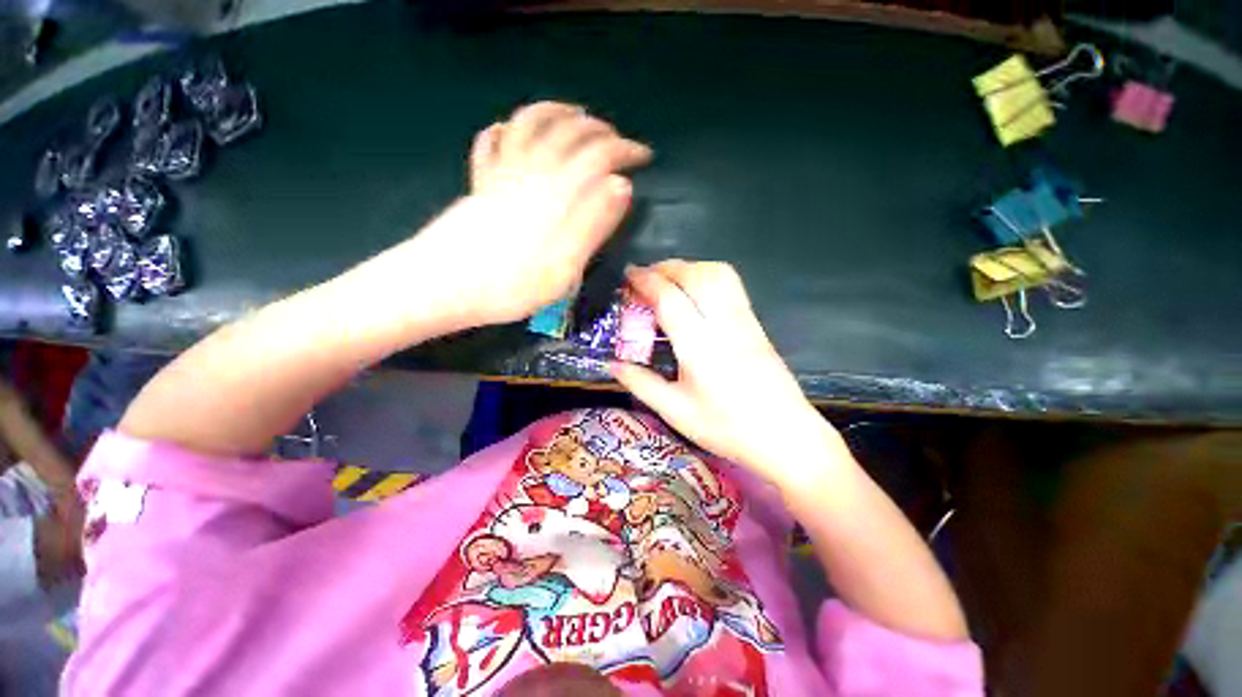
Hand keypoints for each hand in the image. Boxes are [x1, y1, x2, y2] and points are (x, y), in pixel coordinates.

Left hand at [412, 102, 651, 326]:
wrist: (442, 286)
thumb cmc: (510, 286)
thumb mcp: (565, 266)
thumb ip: (592, 224)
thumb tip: (621, 186)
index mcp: (556, 192)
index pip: (598, 155)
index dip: (625, 150)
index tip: (644, 156)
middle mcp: (530, 171)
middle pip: (567, 132)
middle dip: (599, 130)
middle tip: (618, 141)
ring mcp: (500, 173)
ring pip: (530, 123)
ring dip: (557, 112)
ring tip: (577, 115)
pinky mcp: (479, 183)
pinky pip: (491, 141)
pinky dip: (507, 127)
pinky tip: (514, 128)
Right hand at [611, 261, 849, 489]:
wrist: (787, 437)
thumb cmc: (728, 428)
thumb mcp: (676, 411)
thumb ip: (642, 384)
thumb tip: (613, 365)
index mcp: (699, 345)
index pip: (669, 297)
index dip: (645, 281)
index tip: (628, 275)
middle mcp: (723, 323)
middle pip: (694, 275)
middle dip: (665, 268)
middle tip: (644, 277)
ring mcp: (744, 320)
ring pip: (717, 273)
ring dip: (689, 267)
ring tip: (669, 280)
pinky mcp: (756, 324)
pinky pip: (731, 285)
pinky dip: (708, 275)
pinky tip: (697, 294)